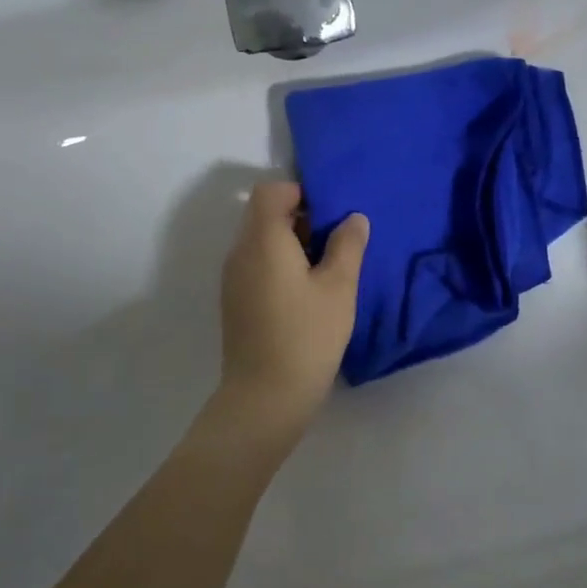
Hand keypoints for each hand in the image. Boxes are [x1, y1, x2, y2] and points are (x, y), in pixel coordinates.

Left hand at [215, 181, 369, 442]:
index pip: (270, 191)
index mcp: (263, 240)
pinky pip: (256, 264)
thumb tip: (353, 217)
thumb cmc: (307, 336)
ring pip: (260, 240)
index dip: (300, 192)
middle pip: (264, 214)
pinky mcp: (235, 300)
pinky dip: (279, 263)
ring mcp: (233, 278)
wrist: (265, 396)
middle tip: (335, 241)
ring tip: (325, 268)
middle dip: (300, 217)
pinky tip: (306, 292)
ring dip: (291, 242)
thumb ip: (347, 245)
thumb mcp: (339, 287)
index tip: (330, 213)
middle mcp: (240, 252)